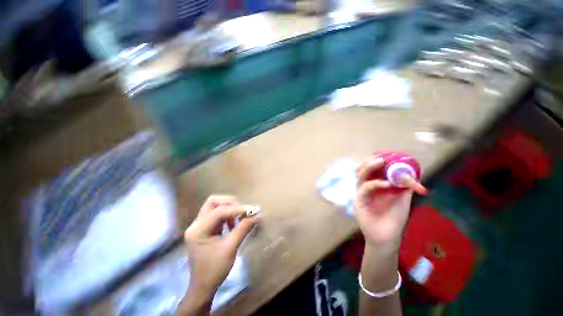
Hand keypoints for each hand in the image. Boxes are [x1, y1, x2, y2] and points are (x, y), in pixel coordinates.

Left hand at [183, 195, 258, 300]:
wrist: (203, 287)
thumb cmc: (215, 270)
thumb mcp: (230, 248)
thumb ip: (243, 229)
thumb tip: (256, 215)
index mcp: (199, 230)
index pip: (219, 211)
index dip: (236, 209)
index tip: (251, 211)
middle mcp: (196, 224)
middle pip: (213, 202)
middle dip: (230, 203)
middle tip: (242, 210)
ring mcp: (198, 226)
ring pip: (214, 206)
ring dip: (229, 208)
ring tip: (239, 218)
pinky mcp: (203, 229)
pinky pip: (215, 214)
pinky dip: (226, 215)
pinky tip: (233, 224)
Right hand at [354, 157, 412, 255]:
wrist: (386, 237)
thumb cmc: (394, 218)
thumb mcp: (403, 199)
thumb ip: (405, 186)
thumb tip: (413, 171)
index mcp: (376, 185)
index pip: (373, 169)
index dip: (377, 161)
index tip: (387, 155)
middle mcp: (366, 186)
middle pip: (363, 169)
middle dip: (371, 162)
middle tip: (381, 158)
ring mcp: (361, 192)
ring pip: (360, 175)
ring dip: (369, 167)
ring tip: (380, 162)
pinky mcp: (358, 200)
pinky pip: (364, 188)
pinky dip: (375, 183)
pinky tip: (387, 184)